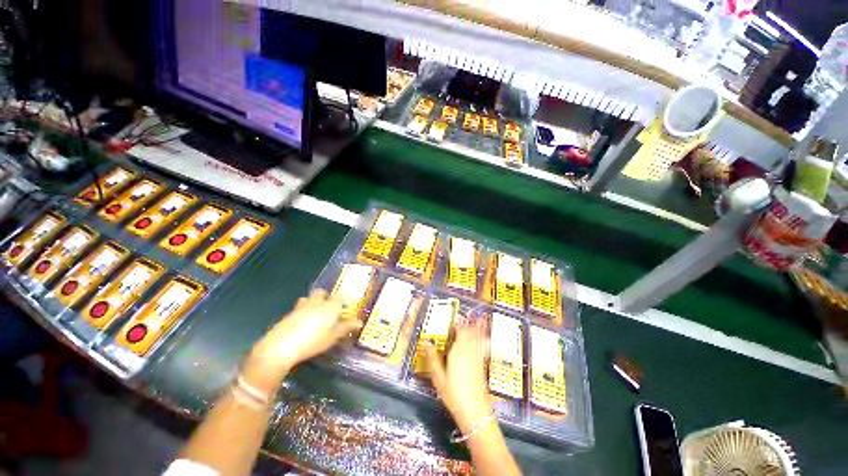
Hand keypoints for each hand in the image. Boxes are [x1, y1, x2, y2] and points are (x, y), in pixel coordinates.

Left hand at [243, 289, 359, 393]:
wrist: (281, 346)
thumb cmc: (313, 342)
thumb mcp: (333, 337)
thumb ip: (346, 327)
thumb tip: (359, 322)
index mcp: (329, 306)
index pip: (339, 296)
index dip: (342, 298)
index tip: (344, 304)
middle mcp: (316, 303)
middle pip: (321, 292)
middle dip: (325, 296)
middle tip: (328, 307)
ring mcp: (300, 307)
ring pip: (307, 298)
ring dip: (312, 301)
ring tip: (314, 313)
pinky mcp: (288, 314)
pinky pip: (297, 308)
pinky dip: (301, 311)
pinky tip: (301, 323)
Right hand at [425, 320, 492, 432]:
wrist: (475, 412)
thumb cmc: (454, 395)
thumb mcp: (438, 378)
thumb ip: (433, 358)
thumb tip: (426, 343)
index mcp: (459, 351)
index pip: (461, 331)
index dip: (458, 324)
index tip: (453, 322)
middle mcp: (470, 351)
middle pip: (470, 332)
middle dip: (467, 324)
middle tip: (464, 319)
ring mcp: (478, 358)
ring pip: (478, 337)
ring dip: (476, 329)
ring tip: (477, 321)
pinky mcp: (482, 365)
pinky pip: (482, 346)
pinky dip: (482, 339)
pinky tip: (482, 338)